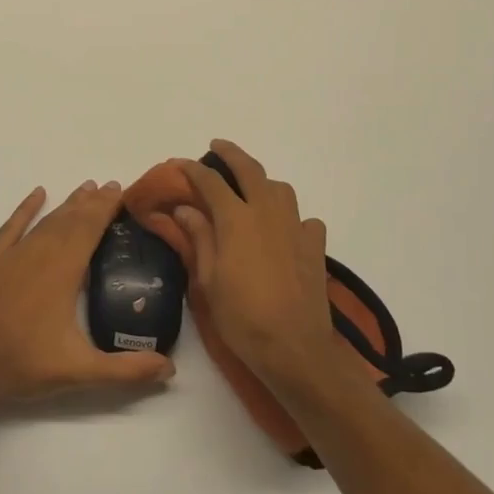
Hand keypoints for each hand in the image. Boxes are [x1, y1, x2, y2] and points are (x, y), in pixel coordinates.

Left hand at [0, 180, 175, 404]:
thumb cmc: (24, 364)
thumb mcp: (80, 371)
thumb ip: (126, 370)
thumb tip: (170, 369)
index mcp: (63, 271)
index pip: (90, 229)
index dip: (106, 208)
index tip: (120, 190)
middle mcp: (39, 254)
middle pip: (70, 220)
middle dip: (92, 202)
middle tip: (110, 185)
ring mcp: (12, 256)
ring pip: (45, 221)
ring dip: (67, 204)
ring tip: (85, 189)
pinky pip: (11, 227)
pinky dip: (25, 209)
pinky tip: (37, 194)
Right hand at [158, 141, 339, 386]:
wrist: (294, 347)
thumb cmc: (242, 316)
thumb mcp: (209, 279)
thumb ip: (200, 238)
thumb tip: (186, 208)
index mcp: (237, 219)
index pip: (210, 182)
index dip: (192, 169)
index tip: (178, 163)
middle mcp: (268, 213)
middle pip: (250, 170)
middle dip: (231, 154)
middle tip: (217, 146)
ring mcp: (296, 227)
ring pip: (281, 190)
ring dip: (263, 183)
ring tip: (251, 191)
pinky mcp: (316, 246)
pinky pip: (304, 219)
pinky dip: (292, 218)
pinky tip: (284, 231)